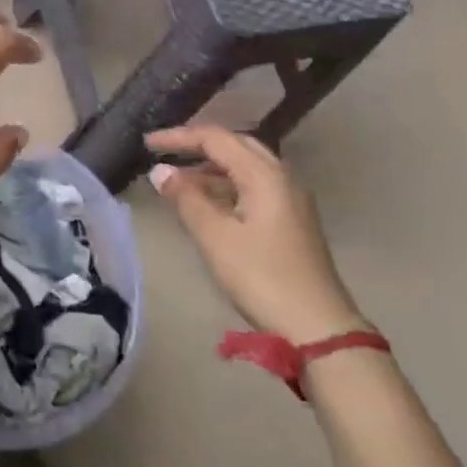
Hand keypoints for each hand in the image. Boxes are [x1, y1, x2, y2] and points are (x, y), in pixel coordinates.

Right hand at [144, 125, 364, 342]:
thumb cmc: (262, 277)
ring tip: (177, 182)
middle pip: (235, 146)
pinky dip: (225, 187)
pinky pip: (253, 188)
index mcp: (264, 175)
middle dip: (197, 146)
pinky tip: (206, 205)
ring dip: (211, 169)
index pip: (216, 139)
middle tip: (165, 153)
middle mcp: (281, 178)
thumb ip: (186, 198)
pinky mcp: (291, 222)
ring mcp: (290, 200)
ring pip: (245, 168)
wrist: (318, 330)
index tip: (148, 144)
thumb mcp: (215, 237)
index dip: (179, 137)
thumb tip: (160, 171)